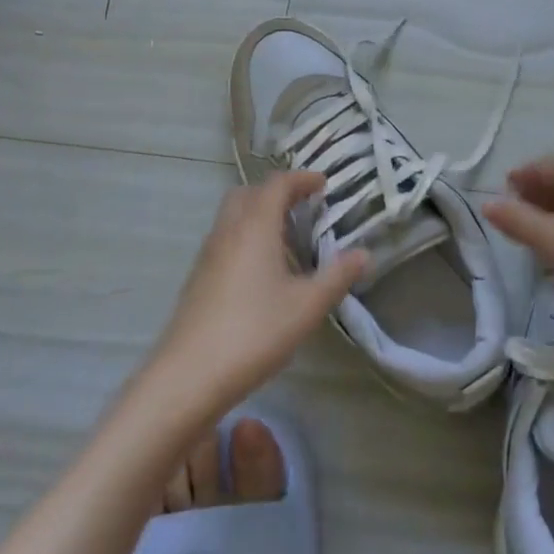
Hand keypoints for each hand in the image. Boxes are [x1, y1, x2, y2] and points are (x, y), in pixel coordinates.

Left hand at [147, 172, 366, 415]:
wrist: (189, 375)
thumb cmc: (254, 332)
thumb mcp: (307, 306)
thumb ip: (337, 276)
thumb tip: (364, 253)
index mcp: (255, 226)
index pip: (277, 184)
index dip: (301, 178)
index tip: (323, 184)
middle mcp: (228, 230)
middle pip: (249, 193)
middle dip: (276, 193)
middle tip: (303, 208)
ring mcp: (208, 254)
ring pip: (233, 216)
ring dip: (259, 215)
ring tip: (287, 241)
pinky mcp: (198, 277)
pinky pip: (225, 239)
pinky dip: (246, 237)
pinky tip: (262, 272)